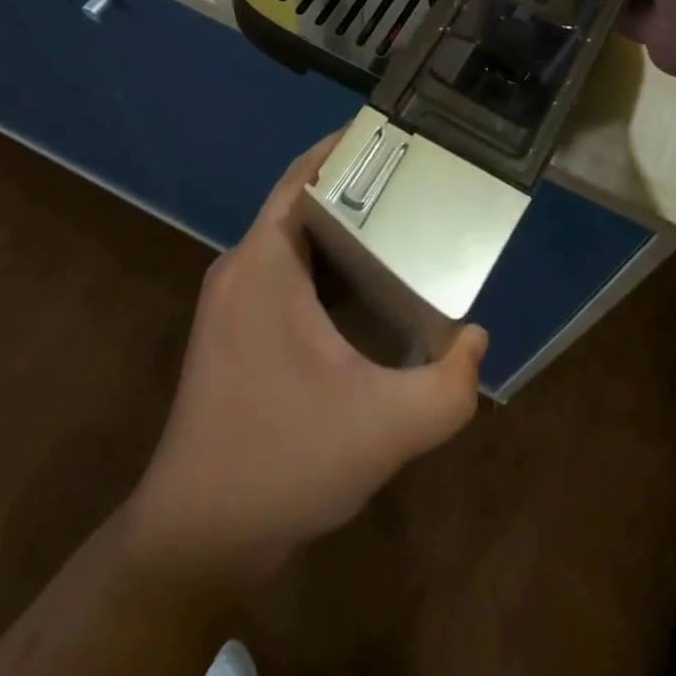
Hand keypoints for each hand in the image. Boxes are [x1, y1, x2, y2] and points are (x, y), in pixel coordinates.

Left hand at [126, 134, 486, 582]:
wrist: (198, 542)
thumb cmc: (284, 463)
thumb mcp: (386, 428)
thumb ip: (451, 385)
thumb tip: (476, 339)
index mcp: (264, 265)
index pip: (304, 176)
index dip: (345, 146)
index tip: (395, 133)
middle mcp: (242, 269)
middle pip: (303, 202)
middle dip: (358, 184)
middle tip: (417, 180)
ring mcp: (233, 303)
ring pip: (295, 239)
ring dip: (343, 227)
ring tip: (404, 223)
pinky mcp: (235, 332)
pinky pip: (286, 272)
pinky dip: (327, 263)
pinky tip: (370, 287)